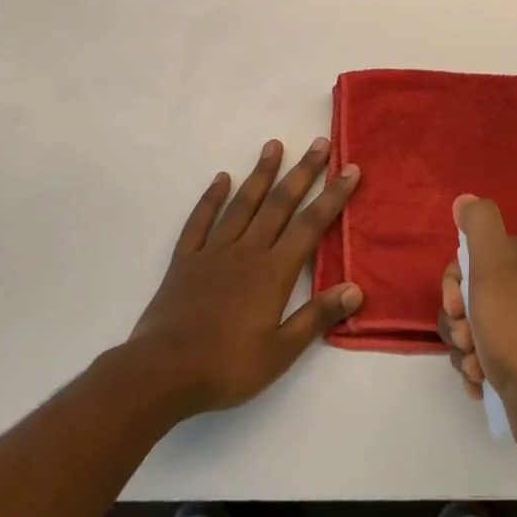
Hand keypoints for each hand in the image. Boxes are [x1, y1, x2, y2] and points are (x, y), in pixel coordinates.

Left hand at [131, 137, 361, 418]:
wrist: (160, 374)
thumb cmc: (226, 367)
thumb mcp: (280, 353)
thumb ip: (316, 317)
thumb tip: (355, 288)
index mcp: (273, 272)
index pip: (311, 225)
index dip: (333, 195)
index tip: (350, 168)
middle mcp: (247, 251)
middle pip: (280, 203)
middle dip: (303, 172)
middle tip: (319, 143)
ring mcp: (213, 252)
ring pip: (242, 204)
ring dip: (261, 173)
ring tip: (274, 145)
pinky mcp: (184, 261)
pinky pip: (200, 222)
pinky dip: (211, 198)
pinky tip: (221, 179)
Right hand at [438, 194, 516, 456]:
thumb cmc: (515, 327)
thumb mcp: (494, 265)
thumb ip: (479, 225)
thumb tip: (465, 199)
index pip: (469, 258)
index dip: (454, 284)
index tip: (458, 304)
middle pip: (465, 294)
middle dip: (458, 321)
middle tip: (469, 336)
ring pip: (468, 327)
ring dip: (464, 348)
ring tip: (478, 365)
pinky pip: (479, 355)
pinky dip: (475, 368)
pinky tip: (483, 380)